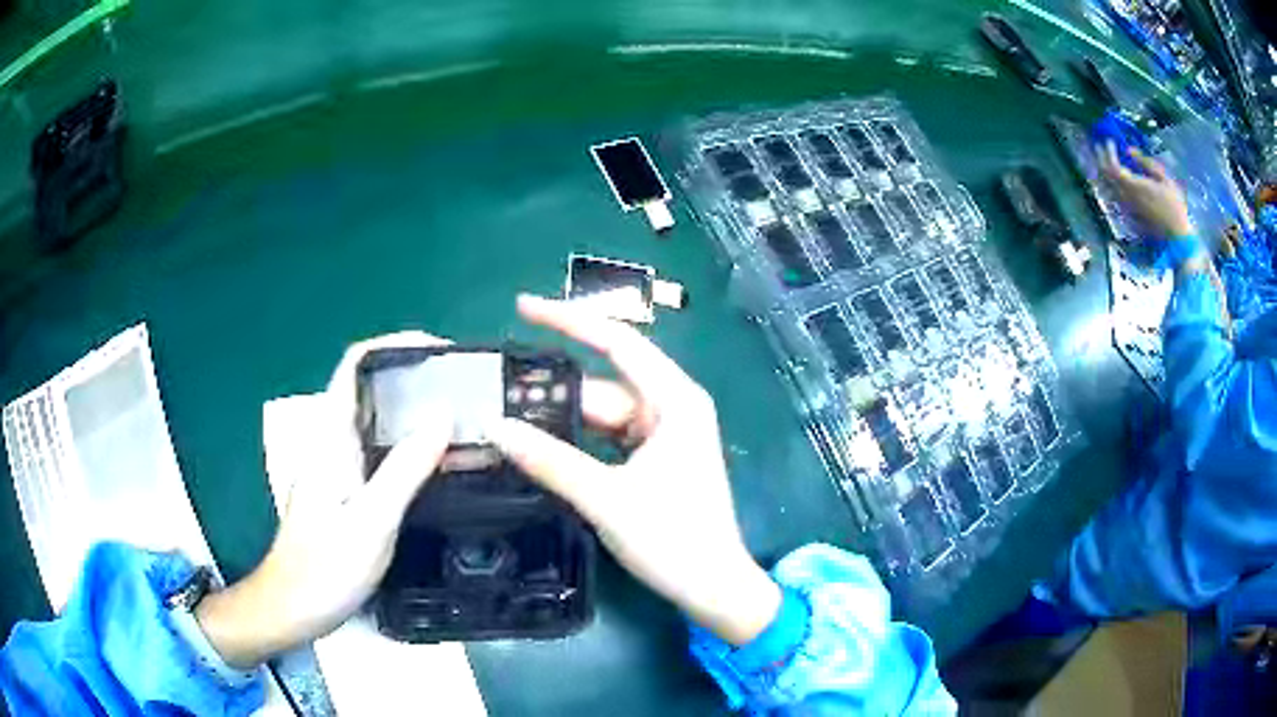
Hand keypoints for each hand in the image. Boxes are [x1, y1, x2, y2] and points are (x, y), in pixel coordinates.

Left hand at [197, 332, 454, 668]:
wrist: (293, 608)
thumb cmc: (325, 568)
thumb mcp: (371, 521)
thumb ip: (405, 468)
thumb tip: (443, 416)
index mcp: (330, 437)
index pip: (355, 365)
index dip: (395, 345)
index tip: (440, 351)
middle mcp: (332, 441)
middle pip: (371, 387)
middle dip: (415, 375)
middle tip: (465, 386)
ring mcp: (338, 465)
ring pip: (378, 419)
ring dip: (417, 410)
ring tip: (463, 417)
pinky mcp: (347, 488)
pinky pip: (381, 450)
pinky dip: (412, 444)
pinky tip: (440, 461)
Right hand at [491, 295, 780, 645]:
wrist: (714, 589)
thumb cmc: (673, 540)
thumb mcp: (606, 498)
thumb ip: (549, 460)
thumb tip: (495, 426)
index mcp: (674, 400)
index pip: (616, 342)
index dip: (568, 320)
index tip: (522, 306)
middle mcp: (671, 407)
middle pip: (602, 384)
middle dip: (552, 387)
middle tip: (495, 390)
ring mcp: (663, 434)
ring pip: (601, 414)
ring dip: (560, 418)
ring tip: (506, 417)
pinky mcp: (654, 460)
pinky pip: (607, 438)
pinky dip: (575, 441)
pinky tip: (540, 445)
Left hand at [1098, 141, 1195, 237]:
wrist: (1177, 237)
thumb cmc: (1174, 205)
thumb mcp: (1164, 179)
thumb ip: (1145, 163)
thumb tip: (1129, 151)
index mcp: (1135, 187)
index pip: (1114, 167)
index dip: (1108, 153)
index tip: (1109, 141)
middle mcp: (1127, 198)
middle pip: (1107, 177)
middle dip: (1101, 159)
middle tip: (1098, 146)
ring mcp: (1127, 208)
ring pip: (1108, 187)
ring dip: (1103, 171)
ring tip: (1101, 159)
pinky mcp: (1130, 216)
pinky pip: (1114, 197)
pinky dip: (1109, 183)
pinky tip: (1110, 177)